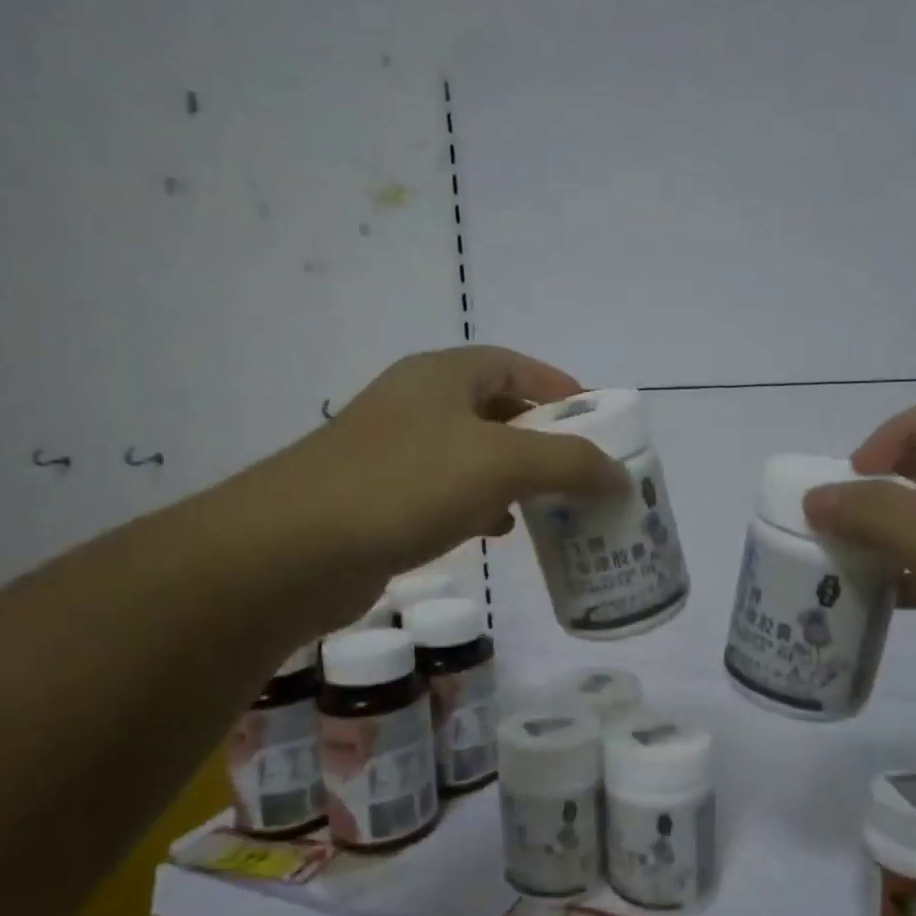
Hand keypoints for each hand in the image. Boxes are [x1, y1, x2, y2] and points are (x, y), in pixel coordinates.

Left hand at [287, 346, 626, 575]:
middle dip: (540, 438)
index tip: (596, 421)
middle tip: (579, 470)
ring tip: (547, 505)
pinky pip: (445, 492)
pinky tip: (495, 532)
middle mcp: (416, 403)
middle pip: (494, 410)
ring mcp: (393, 451)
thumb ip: (570, 463)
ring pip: (470, 455)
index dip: (558, 388)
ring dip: (511, 476)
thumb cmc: (406, 485)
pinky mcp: (379, 498)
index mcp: (442, 375)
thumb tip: (621, 477)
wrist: (294, 550)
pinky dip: (478, 506)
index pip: (513, 365)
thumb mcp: (502, 464)